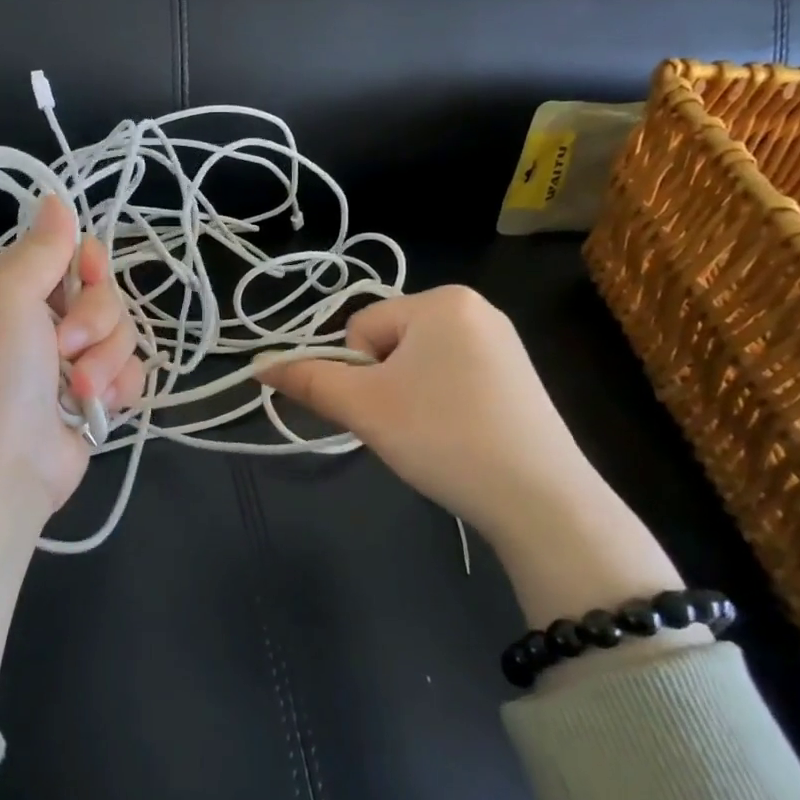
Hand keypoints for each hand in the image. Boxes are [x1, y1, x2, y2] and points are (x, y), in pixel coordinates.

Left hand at [0, 196, 144, 523]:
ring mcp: (68, 361)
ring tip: (80, 388)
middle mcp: (38, 321)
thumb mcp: (8, 297)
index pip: (67, 255)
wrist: (2, 467)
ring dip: (106, 359)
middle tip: (67, 347)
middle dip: (96, 320)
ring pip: (122, 332)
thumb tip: (53, 198)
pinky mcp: (93, 395)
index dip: (87, 262)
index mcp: (9, 291)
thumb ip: (40, 250)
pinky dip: (119, 386)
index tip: (89, 273)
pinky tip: (100, 405)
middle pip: (102, 293)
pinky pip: (130, 370)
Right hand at [256, 286, 612, 545]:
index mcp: (441, 300)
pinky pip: (453, 377)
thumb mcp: (364, 407)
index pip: (361, 327)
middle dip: (385, 385)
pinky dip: (442, 405)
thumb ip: (307, 380)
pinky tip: (460, 436)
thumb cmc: (443, 436)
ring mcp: (502, 341)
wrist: (541, 500)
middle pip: (390, 343)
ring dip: (409, 397)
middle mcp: (475, 308)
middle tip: (407, 426)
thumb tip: (257, 365)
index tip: (385, 409)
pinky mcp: (518, 375)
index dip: (359, 374)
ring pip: (418, 364)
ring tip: (435, 435)